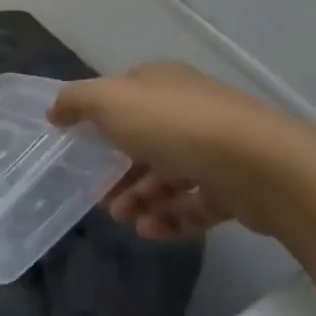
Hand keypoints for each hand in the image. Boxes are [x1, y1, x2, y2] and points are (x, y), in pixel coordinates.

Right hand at [49, 63, 315, 240]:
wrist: (261, 166)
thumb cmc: (175, 126)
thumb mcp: (110, 102)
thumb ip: (77, 102)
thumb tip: (55, 111)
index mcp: (162, 83)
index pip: (125, 95)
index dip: (100, 118)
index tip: (80, 146)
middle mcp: (189, 110)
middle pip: (146, 139)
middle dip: (119, 168)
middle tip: (97, 195)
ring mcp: (215, 149)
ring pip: (169, 174)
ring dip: (141, 197)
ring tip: (122, 218)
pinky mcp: (236, 188)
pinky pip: (195, 204)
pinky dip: (171, 217)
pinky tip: (150, 232)